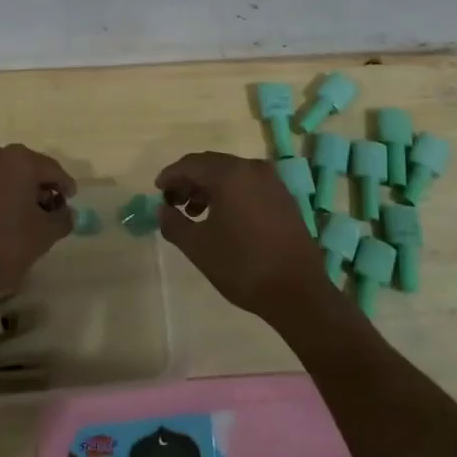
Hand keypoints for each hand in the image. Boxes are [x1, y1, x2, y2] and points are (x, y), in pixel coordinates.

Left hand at [0, 143, 75, 312]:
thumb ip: (63, 218)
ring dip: (20, 192)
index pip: (52, 169)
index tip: (72, 202)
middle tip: (52, 211)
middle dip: (42, 188)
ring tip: (30, 219)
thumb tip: (67, 213)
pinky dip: (1, 196)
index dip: (65, 186)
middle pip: (28, 168)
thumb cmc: (5, 246)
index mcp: (19, 159)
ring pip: (6, 175)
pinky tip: (7, 220)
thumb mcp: (45, 234)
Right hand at [156, 152, 332, 323]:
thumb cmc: (243, 266)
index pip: (191, 164)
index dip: (170, 176)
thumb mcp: (198, 247)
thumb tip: (162, 209)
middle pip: (211, 165)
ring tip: (194, 213)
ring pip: (231, 175)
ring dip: (208, 188)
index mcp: (230, 174)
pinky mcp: (283, 198)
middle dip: (189, 181)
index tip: (157, 191)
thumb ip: (173, 223)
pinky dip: (230, 194)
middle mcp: (252, 169)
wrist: (298, 292)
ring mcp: (272, 182)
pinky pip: (248, 185)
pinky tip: (222, 218)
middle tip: (172, 202)